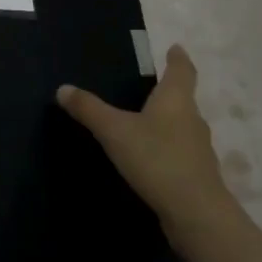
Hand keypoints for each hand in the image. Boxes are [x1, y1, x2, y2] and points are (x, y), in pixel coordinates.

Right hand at [57, 45, 232, 246]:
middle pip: (183, 98)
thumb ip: (89, 109)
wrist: (196, 214)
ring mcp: (198, 149)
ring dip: (168, 122)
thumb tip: (63, 88)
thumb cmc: (156, 159)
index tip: (175, 48)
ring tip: (145, 122)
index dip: (177, 58)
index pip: (181, 70)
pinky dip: (167, 149)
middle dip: (168, 91)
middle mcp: (192, 119)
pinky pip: (180, 152)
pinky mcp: (197, 175)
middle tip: (148, 86)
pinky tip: (150, 158)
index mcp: (176, 100)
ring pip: (182, 126)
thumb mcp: (114, 131)